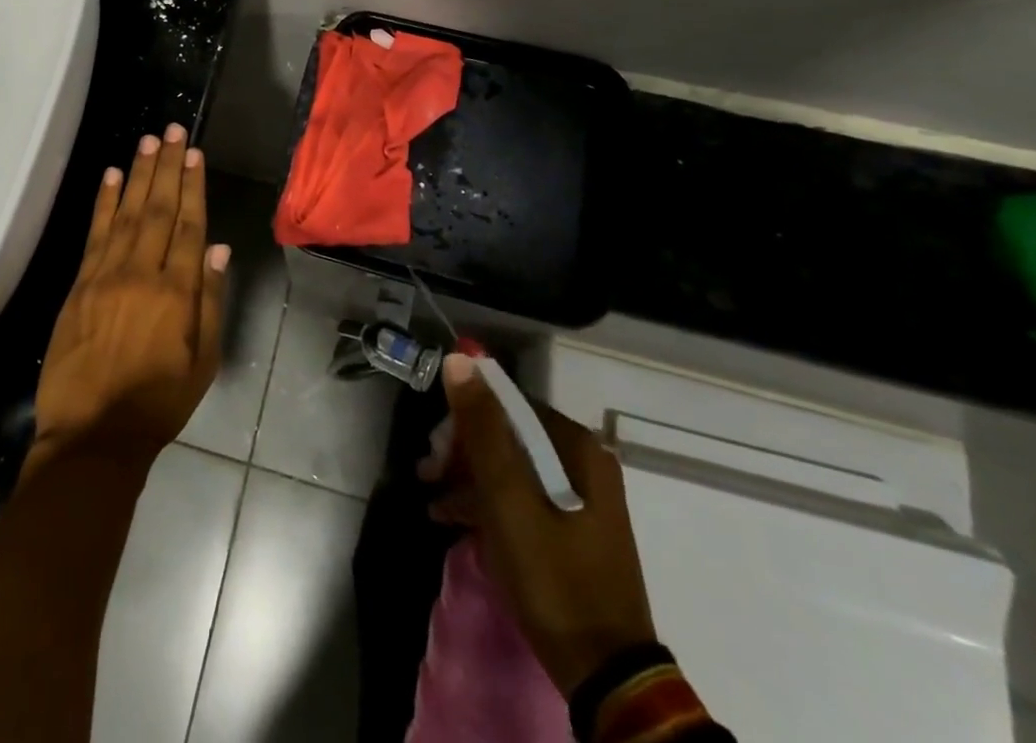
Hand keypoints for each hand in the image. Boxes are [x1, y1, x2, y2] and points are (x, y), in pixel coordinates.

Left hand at [26, 125, 230, 476]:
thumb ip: (210, 301)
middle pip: (158, 210)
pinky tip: (111, 177)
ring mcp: (106, 276)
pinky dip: (104, 203)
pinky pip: (94, 235)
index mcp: (176, 293)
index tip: (194, 154)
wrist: (93, 436)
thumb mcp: (203, 361)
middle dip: (167, 167)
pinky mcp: (79, 285)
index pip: (189, 226)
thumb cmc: (158, 403)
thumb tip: (218, 248)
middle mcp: (142, 274)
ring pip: (127, 214)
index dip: (193, 186)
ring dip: (138, 174)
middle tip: (173, 131)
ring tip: (148, 141)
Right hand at [421, 354, 656, 695]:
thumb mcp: (508, 500)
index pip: (508, 404)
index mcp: (576, 445)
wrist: (606, 675)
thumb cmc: (553, 578)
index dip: (465, 419)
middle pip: (510, 434)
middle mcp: (583, 460)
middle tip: (429, 474)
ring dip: (470, 477)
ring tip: (433, 498)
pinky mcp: (575, 527)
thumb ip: (483, 429)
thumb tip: (460, 359)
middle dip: (464, 451)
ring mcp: (582, 496)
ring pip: (513, 466)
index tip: (435, 449)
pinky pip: (524, 495)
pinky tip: (453, 518)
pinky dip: (490, 502)